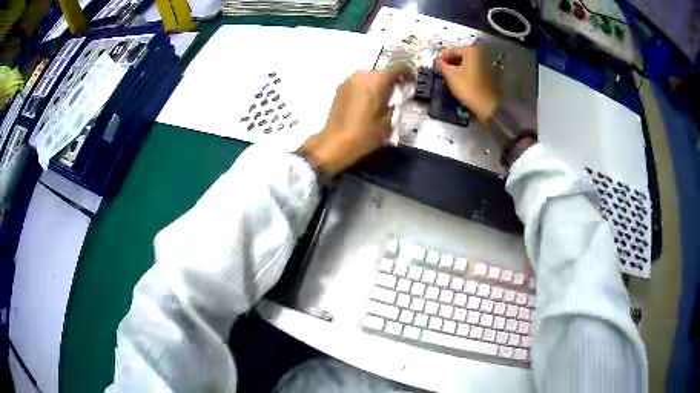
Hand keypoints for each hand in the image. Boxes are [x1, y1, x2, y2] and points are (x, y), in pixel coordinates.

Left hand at [298, 64, 413, 174]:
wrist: (335, 143)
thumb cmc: (365, 134)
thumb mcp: (389, 121)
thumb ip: (395, 104)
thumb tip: (397, 98)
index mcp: (378, 80)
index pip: (399, 68)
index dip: (408, 73)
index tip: (412, 81)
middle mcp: (363, 75)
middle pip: (383, 71)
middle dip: (392, 79)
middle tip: (399, 92)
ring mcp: (349, 80)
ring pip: (370, 76)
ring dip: (378, 84)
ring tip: (383, 99)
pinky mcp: (340, 88)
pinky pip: (359, 83)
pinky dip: (367, 88)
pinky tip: (369, 102)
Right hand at [436, 46, 498, 121]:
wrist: (485, 104)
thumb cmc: (467, 87)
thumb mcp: (450, 75)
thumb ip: (442, 65)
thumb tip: (438, 62)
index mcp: (471, 51)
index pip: (452, 50)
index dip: (443, 58)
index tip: (437, 65)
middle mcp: (479, 53)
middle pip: (460, 55)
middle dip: (450, 62)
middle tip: (442, 71)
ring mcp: (485, 62)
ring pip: (466, 62)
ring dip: (457, 67)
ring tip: (449, 76)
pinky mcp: (487, 72)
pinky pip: (472, 68)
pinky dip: (464, 71)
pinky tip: (459, 79)